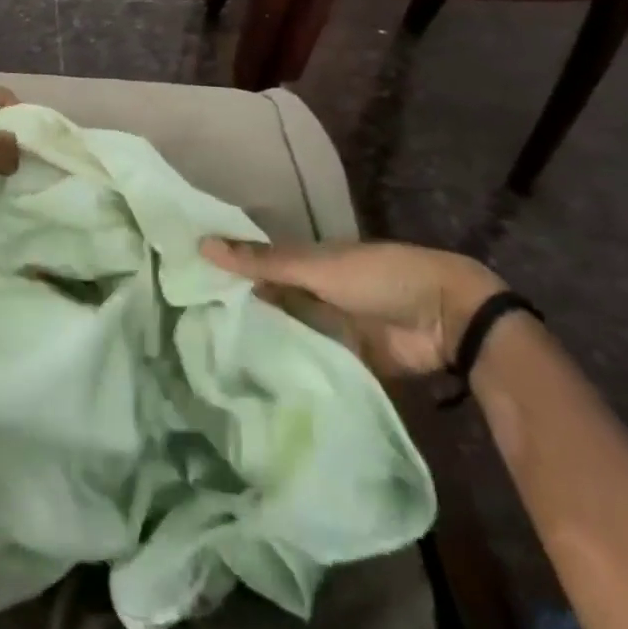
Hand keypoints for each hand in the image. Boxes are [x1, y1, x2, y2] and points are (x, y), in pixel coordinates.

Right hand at [201, 238, 506, 377]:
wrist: (445, 319)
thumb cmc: (378, 277)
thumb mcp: (315, 266)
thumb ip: (262, 262)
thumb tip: (201, 244)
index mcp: (304, 263)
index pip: (255, 267)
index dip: (224, 273)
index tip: (182, 286)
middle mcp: (310, 294)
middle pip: (266, 302)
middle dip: (236, 313)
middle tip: (184, 331)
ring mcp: (326, 330)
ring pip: (283, 334)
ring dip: (258, 344)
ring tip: (205, 362)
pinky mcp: (342, 363)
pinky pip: (306, 365)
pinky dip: (285, 370)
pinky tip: (248, 384)